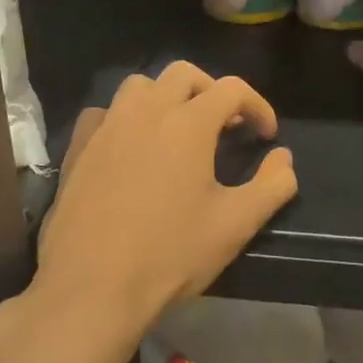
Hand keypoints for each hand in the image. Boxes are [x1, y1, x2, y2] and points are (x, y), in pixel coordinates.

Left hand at [32, 63, 297, 338]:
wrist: (92, 288)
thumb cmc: (171, 255)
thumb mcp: (236, 225)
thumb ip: (272, 185)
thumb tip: (284, 158)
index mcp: (188, 124)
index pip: (232, 89)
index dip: (258, 106)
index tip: (267, 136)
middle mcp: (145, 112)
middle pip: (184, 74)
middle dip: (213, 92)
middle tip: (227, 126)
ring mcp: (106, 127)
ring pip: (140, 86)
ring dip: (168, 97)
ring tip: (180, 131)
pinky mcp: (78, 148)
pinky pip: (105, 113)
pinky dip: (126, 118)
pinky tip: (132, 147)